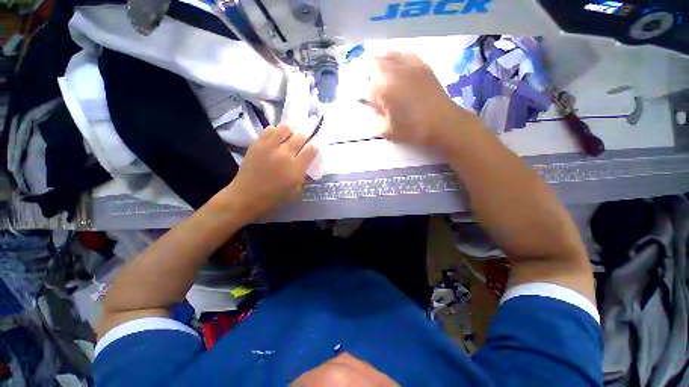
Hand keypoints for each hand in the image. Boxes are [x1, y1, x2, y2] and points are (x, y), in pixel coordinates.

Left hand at [218, 124, 317, 220]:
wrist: (246, 197)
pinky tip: (277, 138)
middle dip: (307, 134)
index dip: (317, 145)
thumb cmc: (274, 198)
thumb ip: (304, 176)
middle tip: (306, 137)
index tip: (317, 145)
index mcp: (296, 168)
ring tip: (291, 135)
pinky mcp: (257, 144)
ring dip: (292, 130)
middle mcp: (285, 154)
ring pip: (285, 127)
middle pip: (301, 135)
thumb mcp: (296, 191)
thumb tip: (307, 165)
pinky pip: (270, 129)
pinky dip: (276, 131)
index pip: (312, 149)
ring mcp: (270, 147)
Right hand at [369, 52, 478, 149]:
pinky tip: (398, 65)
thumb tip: (373, 107)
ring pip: (389, 53)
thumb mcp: (387, 131)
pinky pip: (405, 53)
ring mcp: (409, 65)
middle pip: (374, 62)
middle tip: (369, 83)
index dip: (362, 92)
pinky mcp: (422, 65)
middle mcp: (394, 71)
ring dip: (381, 61)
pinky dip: (398, 57)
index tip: (364, 99)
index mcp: (384, 89)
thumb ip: (375, 118)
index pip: (365, 84)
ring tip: (380, 71)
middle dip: (368, 72)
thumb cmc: (412, 129)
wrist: (442, 122)